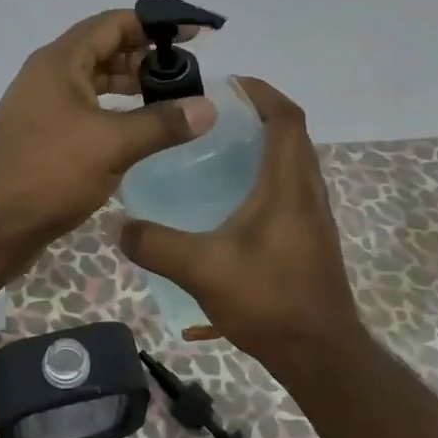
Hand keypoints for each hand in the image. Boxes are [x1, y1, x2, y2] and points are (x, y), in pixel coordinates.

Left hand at [0, 9, 216, 258]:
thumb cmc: (48, 172)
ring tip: (171, 99)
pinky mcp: (45, 135)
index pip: (113, 23)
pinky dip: (115, 111)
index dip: (154, 24)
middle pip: (103, 49)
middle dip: (145, 56)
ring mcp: (44, 106)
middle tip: (186, 73)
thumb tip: (207, 108)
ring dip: (131, 85)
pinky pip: (87, 109)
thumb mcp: (112, 144)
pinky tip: (140, 129)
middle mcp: (49, 76)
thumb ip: (161, 123)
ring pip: (95, 82)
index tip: (192, 34)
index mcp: (60, 62)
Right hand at [117, 77, 363, 364]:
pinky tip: (234, 199)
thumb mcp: (202, 270)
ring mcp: (314, 215)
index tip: (231, 83)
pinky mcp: (312, 237)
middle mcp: (307, 191)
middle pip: (292, 134)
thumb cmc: (269, 300)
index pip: (287, 118)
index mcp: (288, 185)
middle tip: (216, 115)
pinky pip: (292, 187)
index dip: (263, 92)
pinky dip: (268, 174)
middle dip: (259, 114)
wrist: (320, 354)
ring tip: (221, 149)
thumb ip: (157, 245)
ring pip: (294, 162)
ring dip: (266, 144)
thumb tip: (117, 227)